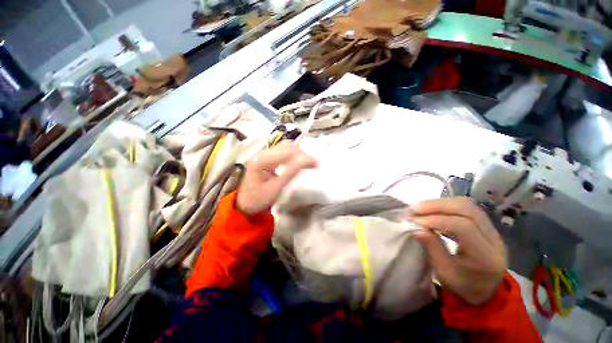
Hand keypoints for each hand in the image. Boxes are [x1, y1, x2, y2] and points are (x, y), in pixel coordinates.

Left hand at [237, 145, 316, 214]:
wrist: (246, 203)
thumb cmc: (259, 199)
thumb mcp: (275, 188)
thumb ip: (289, 173)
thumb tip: (305, 161)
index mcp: (261, 161)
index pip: (287, 153)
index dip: (303, 157)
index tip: (317, 163)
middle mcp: (262, 153)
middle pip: (287, 147)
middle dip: (303, 154)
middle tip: (315, 164)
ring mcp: (264, 153)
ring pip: (286, 146)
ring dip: (299, 153)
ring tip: (309, 162)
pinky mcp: (267, 157)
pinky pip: (283, 150)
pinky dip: (294, 154)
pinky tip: (300, 160)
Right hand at [410, 197, 505, 304]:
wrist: (486, 290)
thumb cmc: (464, 285)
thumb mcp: (445, 273)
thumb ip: (433, 249)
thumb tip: (417, 229)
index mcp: (486, 255)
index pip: (463, 226)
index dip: (436, 220)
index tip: (414, 221)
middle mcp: (493, 238)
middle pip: (466, 209)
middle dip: (436, 205)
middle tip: (413, 209)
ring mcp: (491, 228)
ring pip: (465, 204)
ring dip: (439, 203)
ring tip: (418, 208)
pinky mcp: (484, 224)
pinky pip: (464, 207)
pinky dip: (444, 205)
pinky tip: (430, 210)